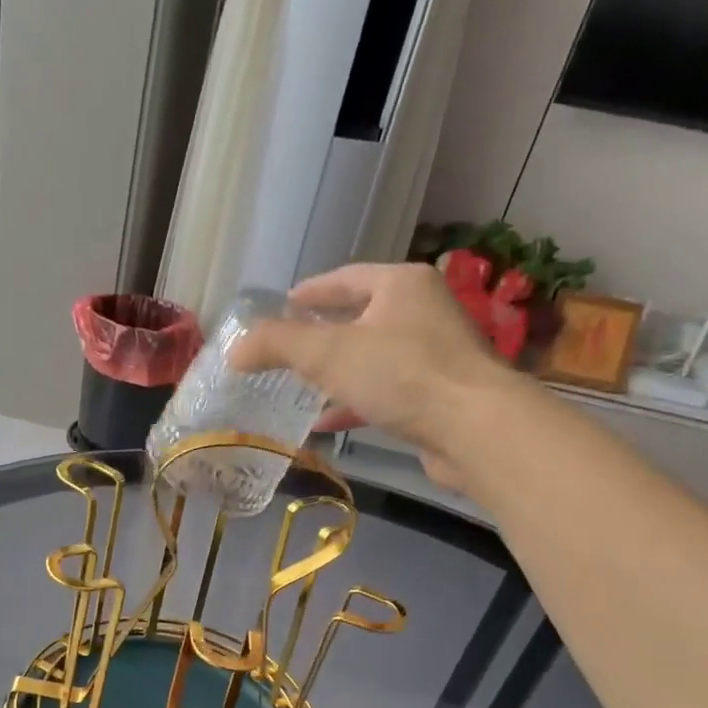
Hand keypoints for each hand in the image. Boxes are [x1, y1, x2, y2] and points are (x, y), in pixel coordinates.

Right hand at [228, 261, 530, 492]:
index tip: (283, 304)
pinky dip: (355, 402)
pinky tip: (328, 421)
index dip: (311, 291)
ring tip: (301, 385)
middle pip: (362, 316)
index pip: (346, 279)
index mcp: (401, 285)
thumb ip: (276, 345)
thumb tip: (234, 350)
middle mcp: (423, 311)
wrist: (473, 428)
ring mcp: (435, 355)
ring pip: (373, 357)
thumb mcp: (326, 354)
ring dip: (338, 372)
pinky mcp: (438, 395)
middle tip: (288, 346)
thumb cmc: (400, 374)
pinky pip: (386, 391)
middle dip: (323, 333)